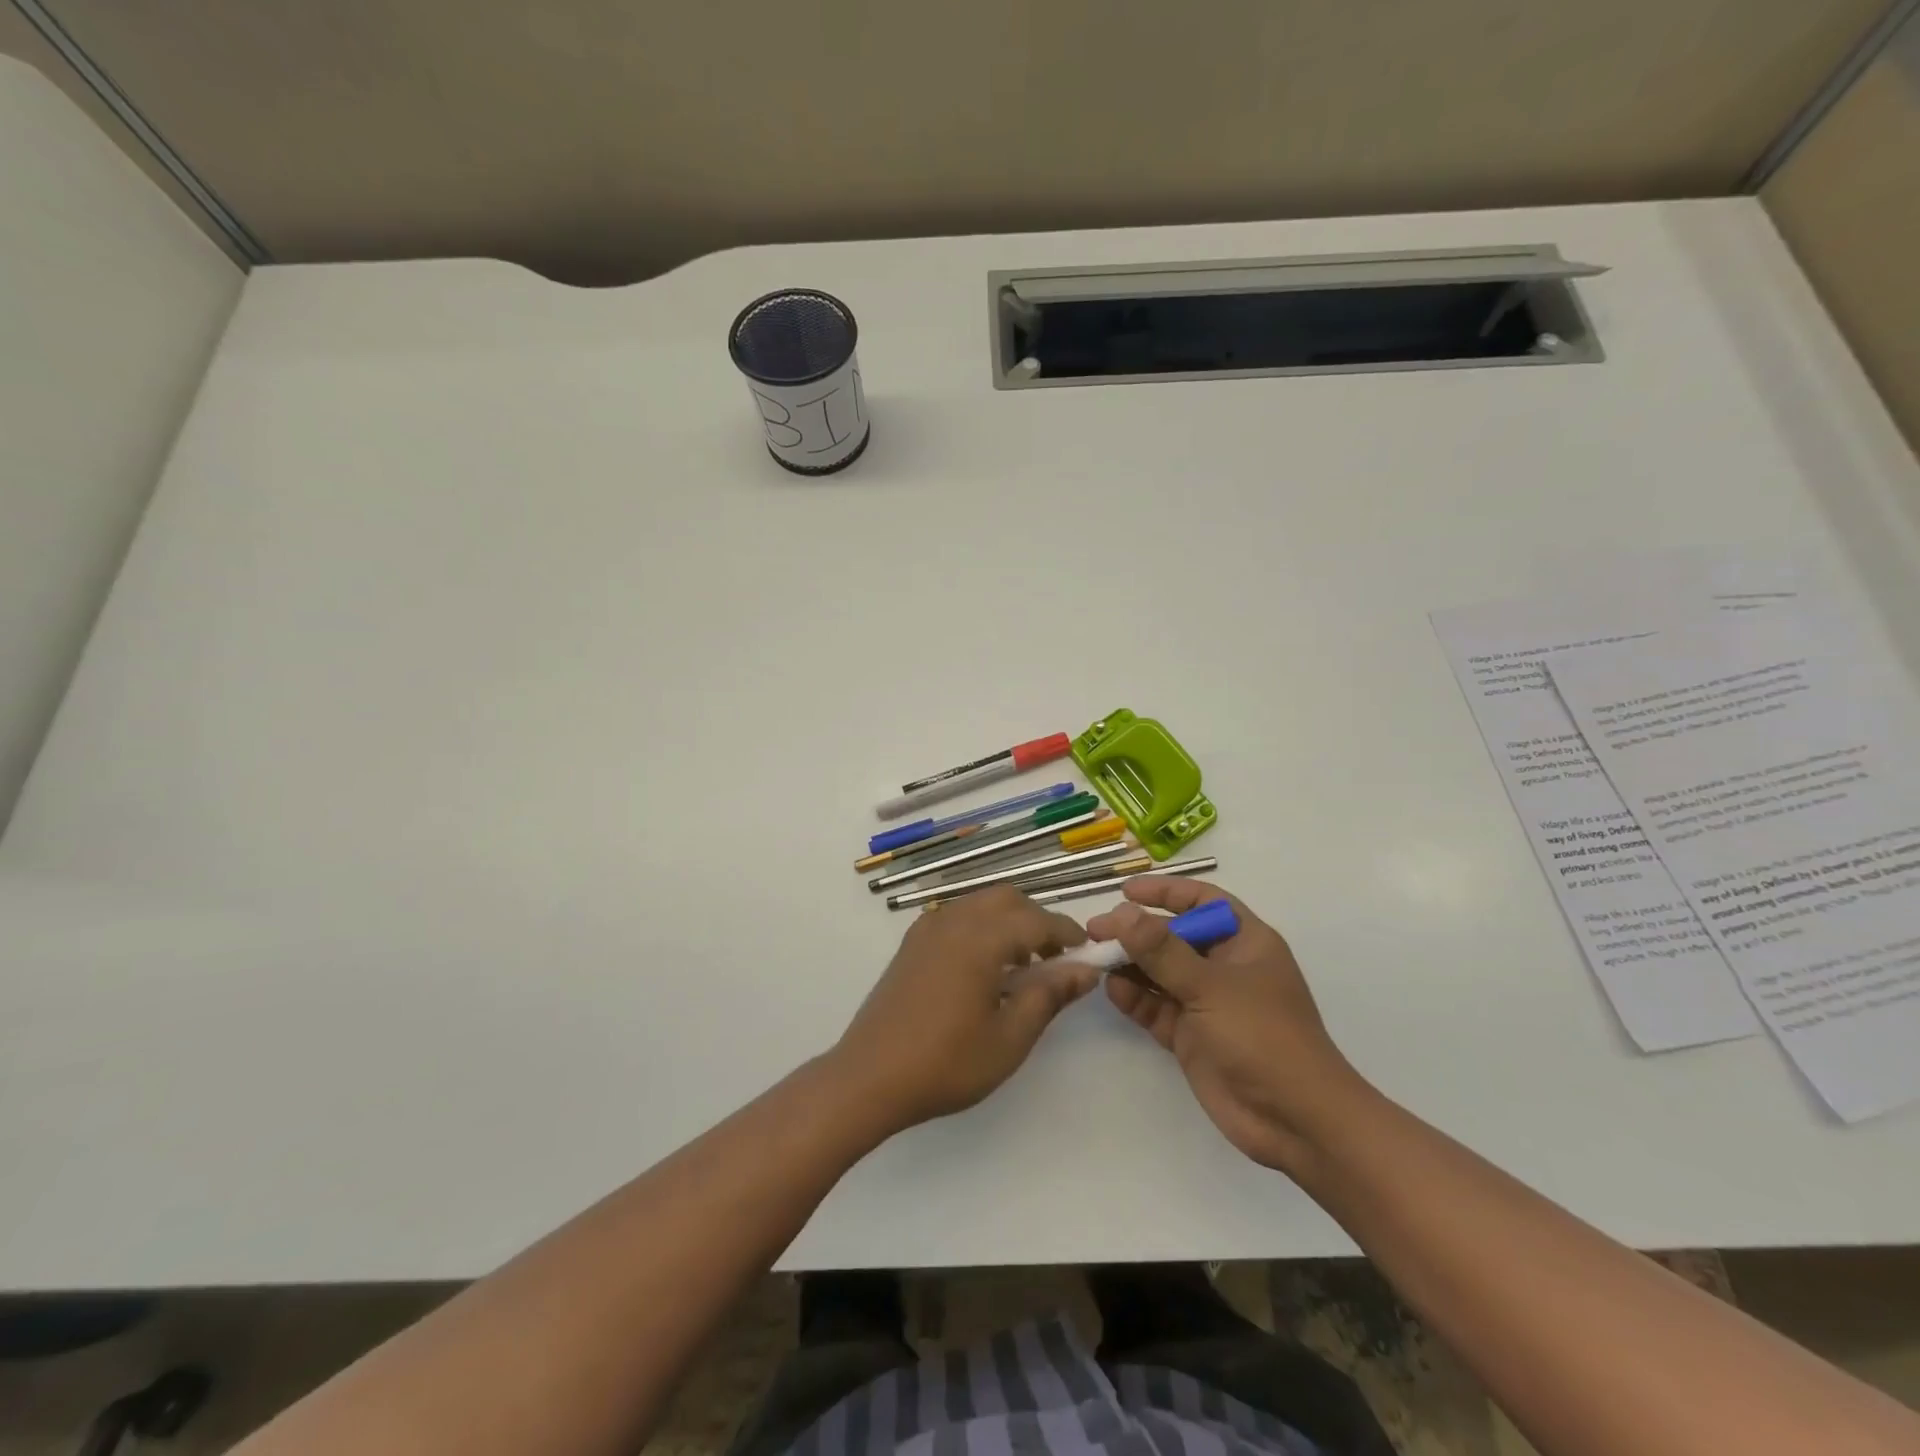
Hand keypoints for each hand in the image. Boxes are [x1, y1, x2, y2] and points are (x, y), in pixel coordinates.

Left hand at [832, 887, 1096, 1134]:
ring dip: (1008, 922)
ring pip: (980, 903)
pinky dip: (981, 927)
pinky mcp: (912, 942)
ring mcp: (928, 928)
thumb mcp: (1010, 1037)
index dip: (1068, 934)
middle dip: (1037, 920)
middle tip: (1054, 962)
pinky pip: (957, 916)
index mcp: (981, 938)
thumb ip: (1049, 995)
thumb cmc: (946, 1062)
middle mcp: (954, 920)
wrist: (869, 1077)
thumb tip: (1086, 970)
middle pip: (1007, 899)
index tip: (1088, 954)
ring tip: (1020, 968)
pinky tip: (982, 969)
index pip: (1038, 920)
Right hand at [1087, 877, 1366, 1173]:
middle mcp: (1225, 967)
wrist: (1294, 1120)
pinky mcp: (1191, 1036)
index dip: (1166, 892)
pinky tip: (1112, 990)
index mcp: (1245, 943)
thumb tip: (1122, 913)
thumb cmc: (1262, 1036)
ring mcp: (1207, 1003)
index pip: (1203, 902)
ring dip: (1129, 965)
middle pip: (1173, 937)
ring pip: (1160, 973)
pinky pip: (1156, 1007)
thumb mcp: (1210, 986)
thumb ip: (1162, 950)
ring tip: (1094, 959)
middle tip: (1096, 930)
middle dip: (1136, 932)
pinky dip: (1134, 998)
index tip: (1126, 892)